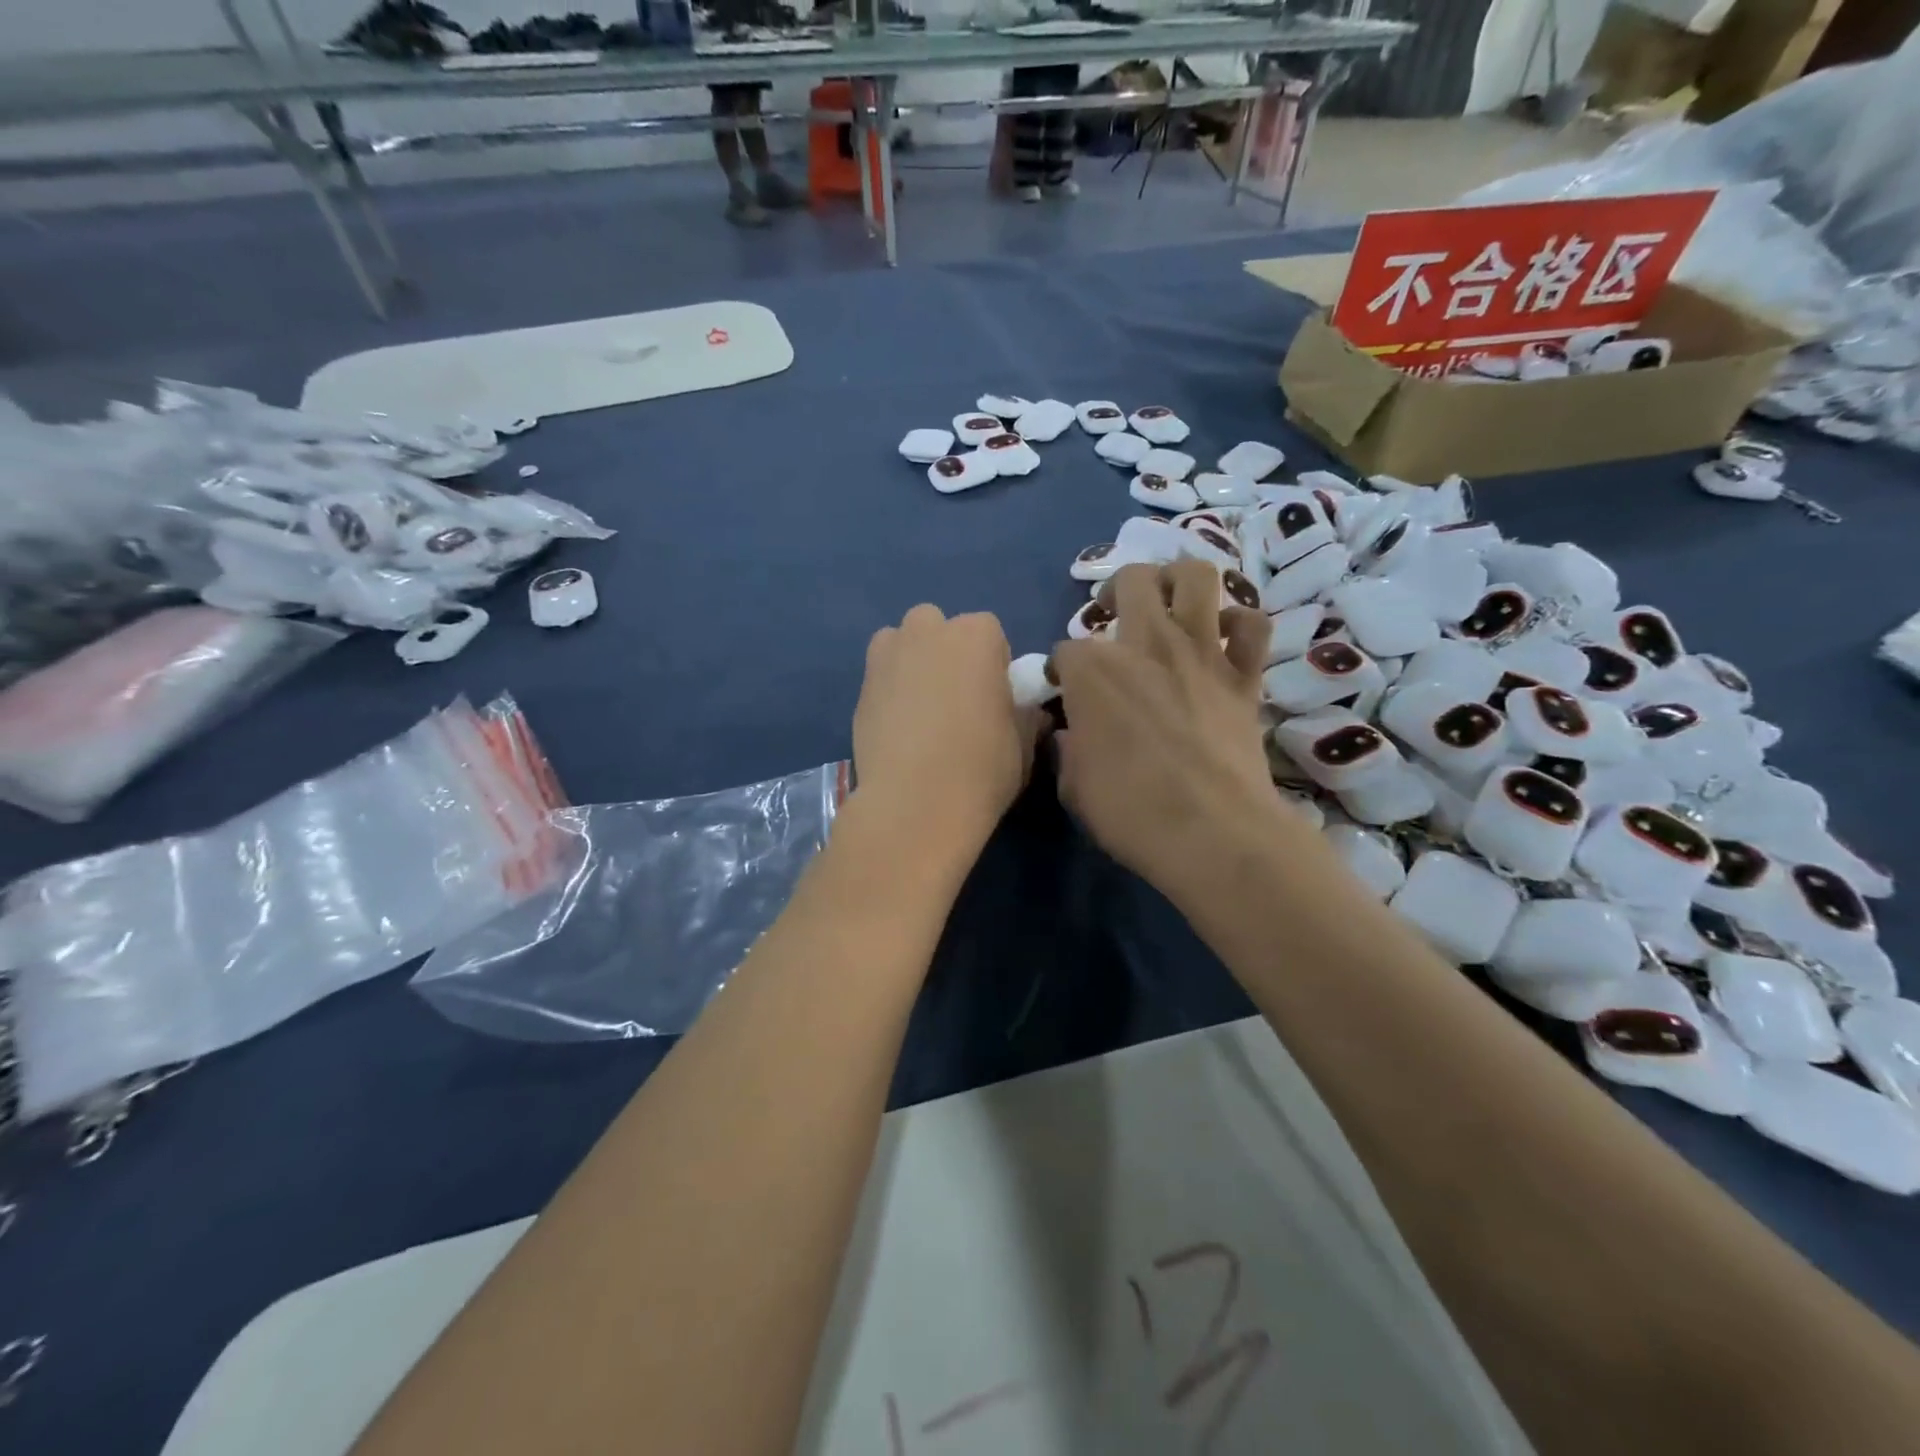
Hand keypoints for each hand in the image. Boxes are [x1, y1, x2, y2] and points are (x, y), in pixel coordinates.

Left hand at [851, 605, 1035, 856]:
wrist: (915, 803)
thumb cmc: (982, 768)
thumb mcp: (1023, 744)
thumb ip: (1026, 718)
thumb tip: (1031, 715)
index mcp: (977, 635)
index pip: (990, 633)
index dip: (992, 665)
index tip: (993, 697)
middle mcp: (928, 631)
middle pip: (938, 627)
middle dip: (946, 652)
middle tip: (954, 699)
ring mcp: (887, 655)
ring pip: (901, 643)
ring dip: (912, 662)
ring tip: (920, 708)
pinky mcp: (859, 687)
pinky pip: (879, 676)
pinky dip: (888, 690)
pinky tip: (896, 728)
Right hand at [1051, 560, 1293, 905]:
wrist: (1213, 834)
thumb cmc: (1132, 813)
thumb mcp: (1074, 787)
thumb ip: (1069, 750)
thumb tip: (1072, 734)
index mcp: (1092, 672)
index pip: (1065, 651)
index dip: (1061, 670)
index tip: (1063, 691)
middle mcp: (1145, 645)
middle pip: (1130, 580)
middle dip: (1115, 590)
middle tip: (1112, 614)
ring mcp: (1201, 653)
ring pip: (1195, 576)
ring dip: (1177, 580)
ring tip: (1168, 600)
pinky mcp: (1243, 674)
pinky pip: (1252, 625)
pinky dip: (1239, 623)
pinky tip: (1224, 637)